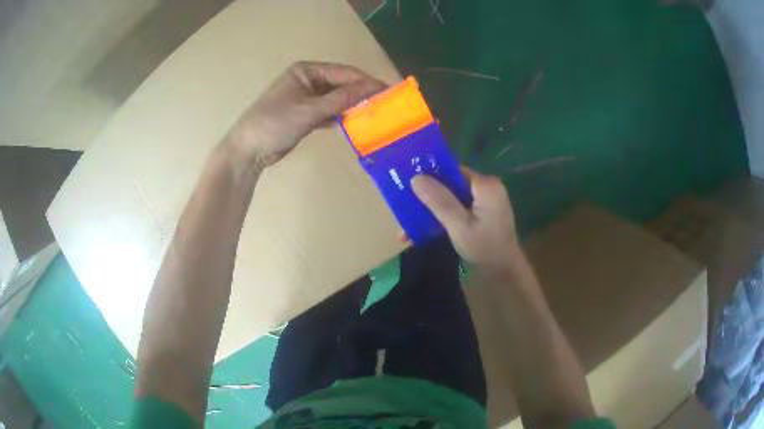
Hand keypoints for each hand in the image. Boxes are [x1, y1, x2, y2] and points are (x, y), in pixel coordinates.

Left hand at [225, 61, 385, 165]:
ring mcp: (306, 97)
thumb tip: (373, 88)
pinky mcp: (306, 113)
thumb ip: (341, 99)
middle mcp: (308, 80)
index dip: (366, 82)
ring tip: (374, 115)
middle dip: (361, 94)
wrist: (248, 150)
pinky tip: (353, 124)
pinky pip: (329, 111)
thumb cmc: (275, 123)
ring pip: (337, 99)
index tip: (389, 92)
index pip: (344, 73)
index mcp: (307, 71)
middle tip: (385, 106)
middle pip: (342, 84)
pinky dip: (340, 117)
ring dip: (352, 106)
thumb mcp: (309, 110)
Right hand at [412, 168, 522, 273]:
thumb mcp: (459, 225)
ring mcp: (484, 202)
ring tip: (406, 226)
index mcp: (485, 185)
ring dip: (431, 211)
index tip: (406, 183)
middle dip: (427, 196)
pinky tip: (422, 232)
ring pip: (451, 198)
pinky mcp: (480, 214)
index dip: (430, 174)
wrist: (503, 273)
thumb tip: (416, 177)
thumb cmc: (484, 248)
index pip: (453, 170)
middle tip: (402, 206)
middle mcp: (486, 188)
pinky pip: (457, 209)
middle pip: (451, 184)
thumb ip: (439, 200)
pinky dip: (442, 218)